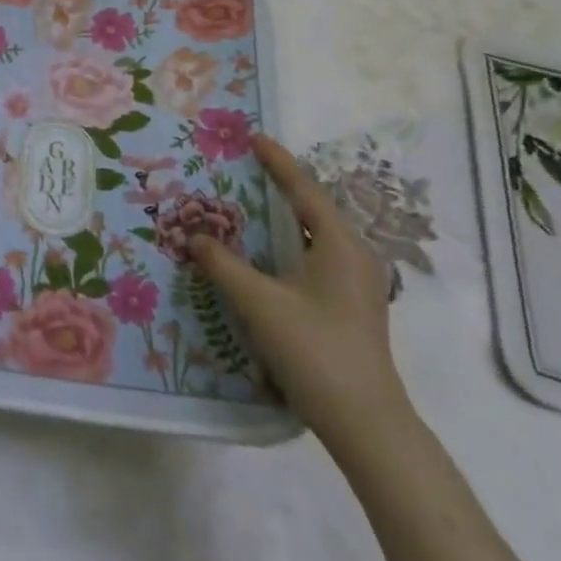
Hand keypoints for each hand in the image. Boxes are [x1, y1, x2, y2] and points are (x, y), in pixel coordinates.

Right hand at [191, 135, 411, 452]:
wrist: (366, 423)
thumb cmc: (315, 350)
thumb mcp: (259, 302)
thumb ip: (224, 264)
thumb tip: (194, 236)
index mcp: (340, 244)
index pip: (304, 190)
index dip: (277, 162)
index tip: (254, 137)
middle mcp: (355, 255)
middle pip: (312, 208)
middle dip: (279, 186)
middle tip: (244, 167)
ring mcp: (357, 283)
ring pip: (314, 235)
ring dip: (282, 218)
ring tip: (249, 202)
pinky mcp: (351, 305)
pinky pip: (316, 256)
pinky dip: (289, 243)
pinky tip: (265, 252)